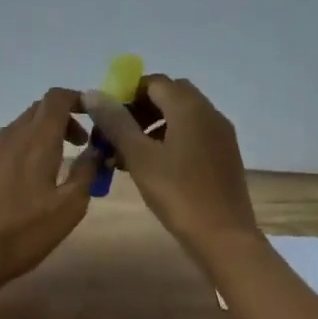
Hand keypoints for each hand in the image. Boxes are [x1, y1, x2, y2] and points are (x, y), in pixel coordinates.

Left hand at [0, 88, 96, 289]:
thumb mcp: (70, 207)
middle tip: (76, 145)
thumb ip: (86, 172)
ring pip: (15, 130)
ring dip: (37, 138)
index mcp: (37, 141)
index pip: (56, 98)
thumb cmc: (25, 234)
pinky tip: (14, 188)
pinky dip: (14, 156)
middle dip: (61, 120)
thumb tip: (95, 151)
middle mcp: (8, 138)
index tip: (91, 116)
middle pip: (36, 111)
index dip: (76, 98)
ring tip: (47, 169)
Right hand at [81, 75, 257, 253]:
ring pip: (181, 117)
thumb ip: (116, 122)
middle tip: (115, 134)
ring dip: (153, 127)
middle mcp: (209, 113)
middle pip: (170, 97)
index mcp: (190, 107)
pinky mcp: (224, 156)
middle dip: (139, 110)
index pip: (154, 82)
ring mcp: (220, 135)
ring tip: (127, 155)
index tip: (106, 116)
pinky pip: (192, 136)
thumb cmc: (178, 193)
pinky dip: (170, 141)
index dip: (127, 93)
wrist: (223, 236)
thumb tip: (93, 93)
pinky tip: (152, 168)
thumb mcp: (140, 157)